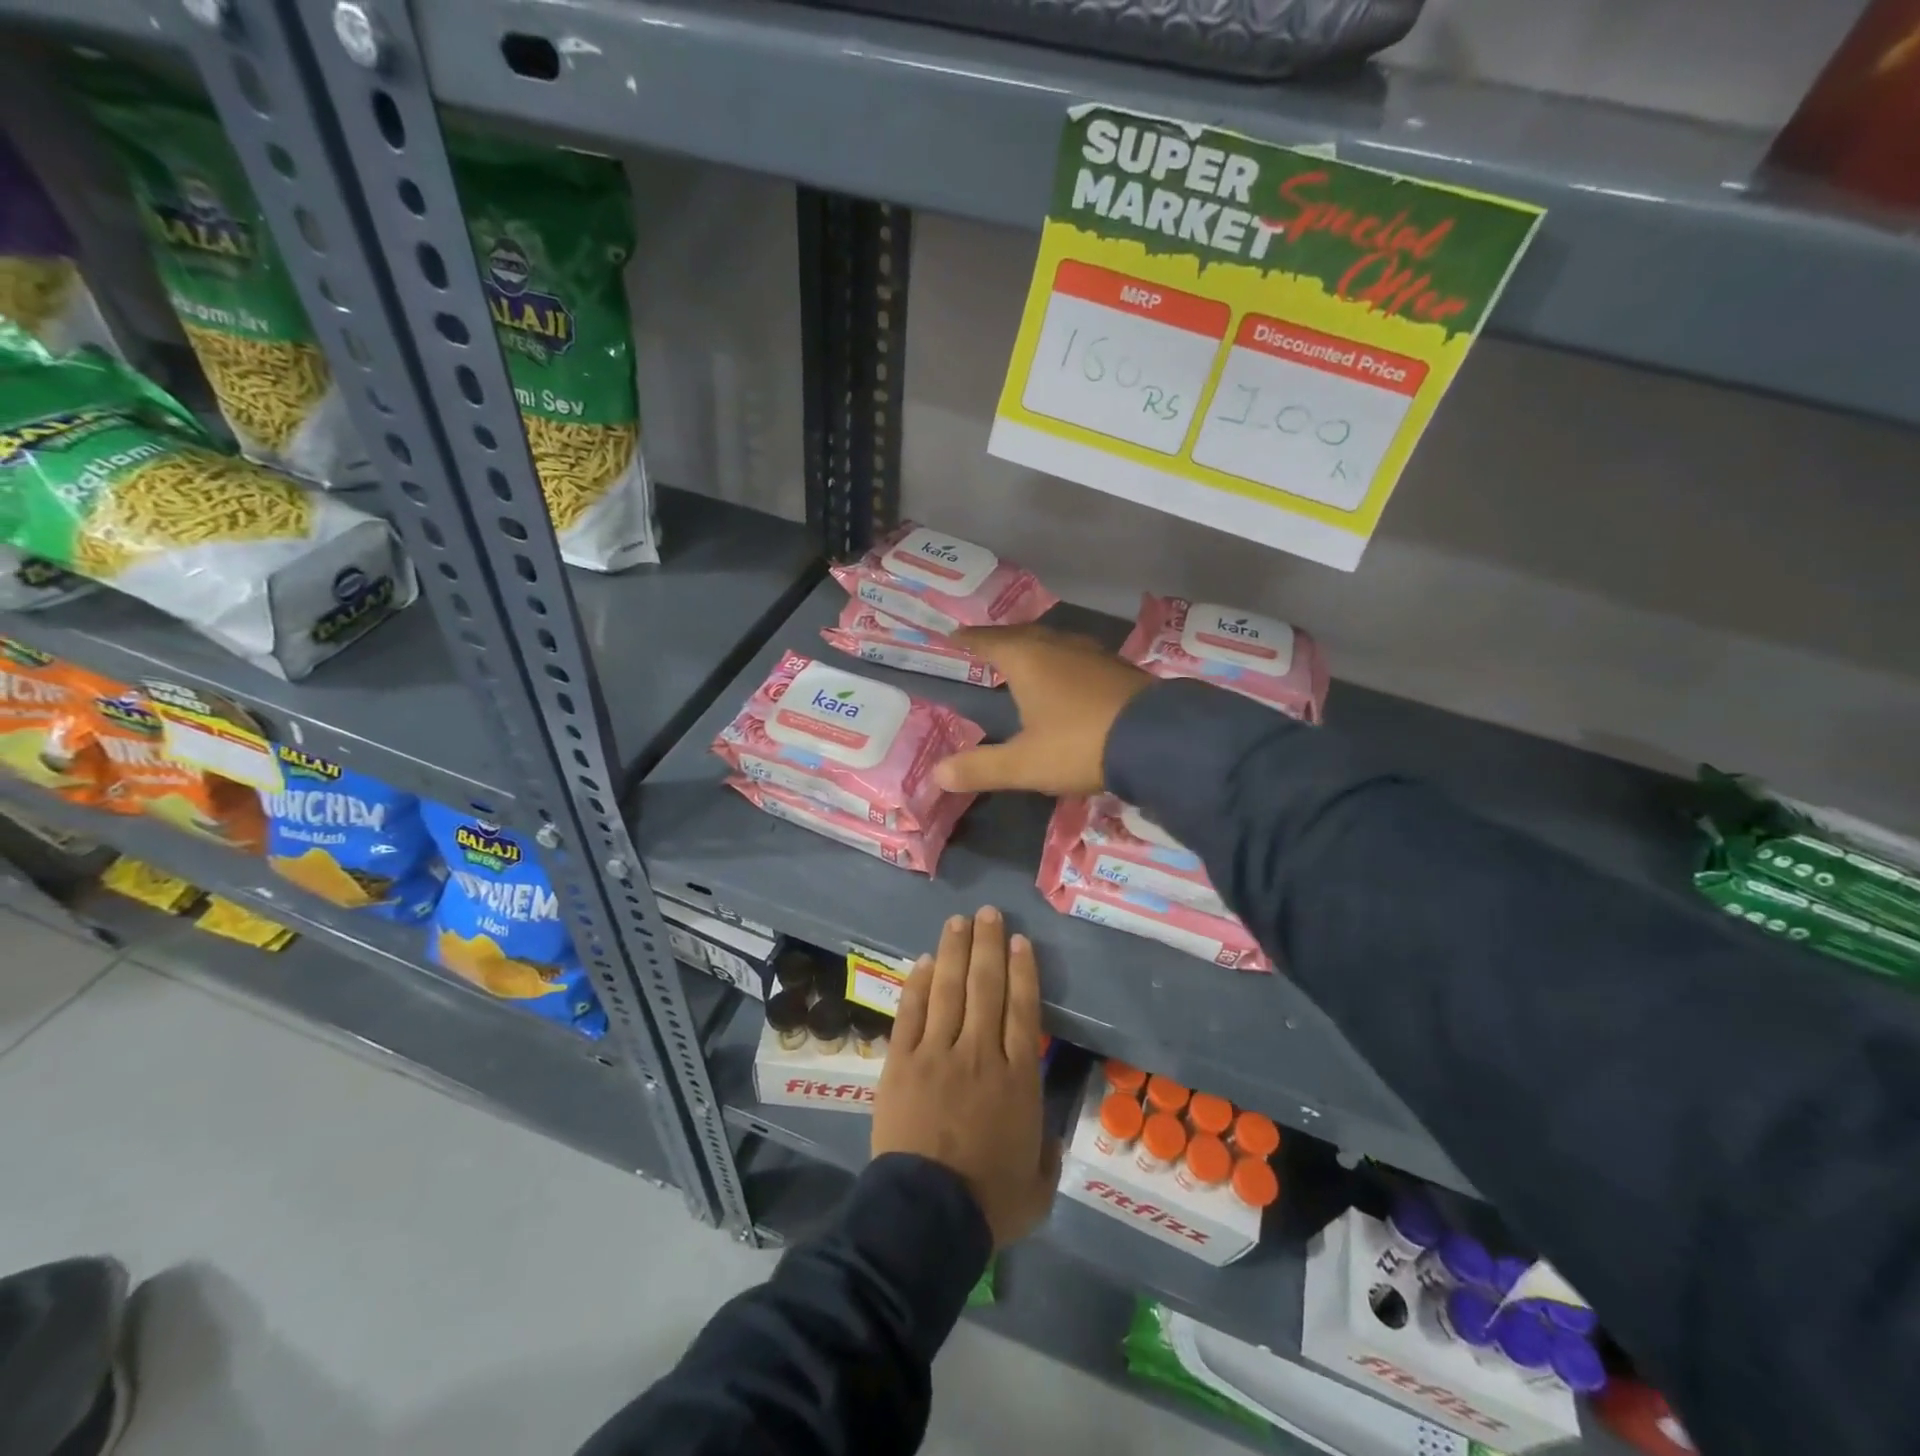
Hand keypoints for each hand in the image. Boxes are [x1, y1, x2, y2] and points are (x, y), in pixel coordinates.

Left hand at [872, 907, 1059, 1246]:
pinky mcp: (901, 1062)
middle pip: (986, 987)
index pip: (1023, 1009)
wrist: (926, 1216)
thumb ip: (1045, 1153)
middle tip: (989, 914)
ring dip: (954, 952)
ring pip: (949, 989)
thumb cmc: (988, 1203)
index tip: (1020, 941)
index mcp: (1018, 1078)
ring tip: (958, 921)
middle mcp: (980, 1053)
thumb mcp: (1039, 1186)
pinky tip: (922, 961)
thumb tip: (1044, 1134)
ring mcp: (937, 1053)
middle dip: (988, 945)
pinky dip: (917, 984)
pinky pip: (911, 1012)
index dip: (1022, 970)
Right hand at [933, 626, 1151, 796]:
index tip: (952, 637)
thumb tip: (937, 773)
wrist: (1158, 740)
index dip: (968, 640)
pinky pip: (1076, 656)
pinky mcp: (1118, 668)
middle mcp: (1058, 646)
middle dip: (999, 641)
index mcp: (1028, 659)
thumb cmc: (1079, 745)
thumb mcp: (1024, 764)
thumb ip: (980, 768)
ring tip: (1021, 660)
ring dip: (1032, 648)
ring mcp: (1092, 653)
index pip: (988, 641)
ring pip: (1052, 642)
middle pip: (1021, 635)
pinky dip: (1059, 662)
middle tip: (983, 648)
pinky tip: (1065, 678)